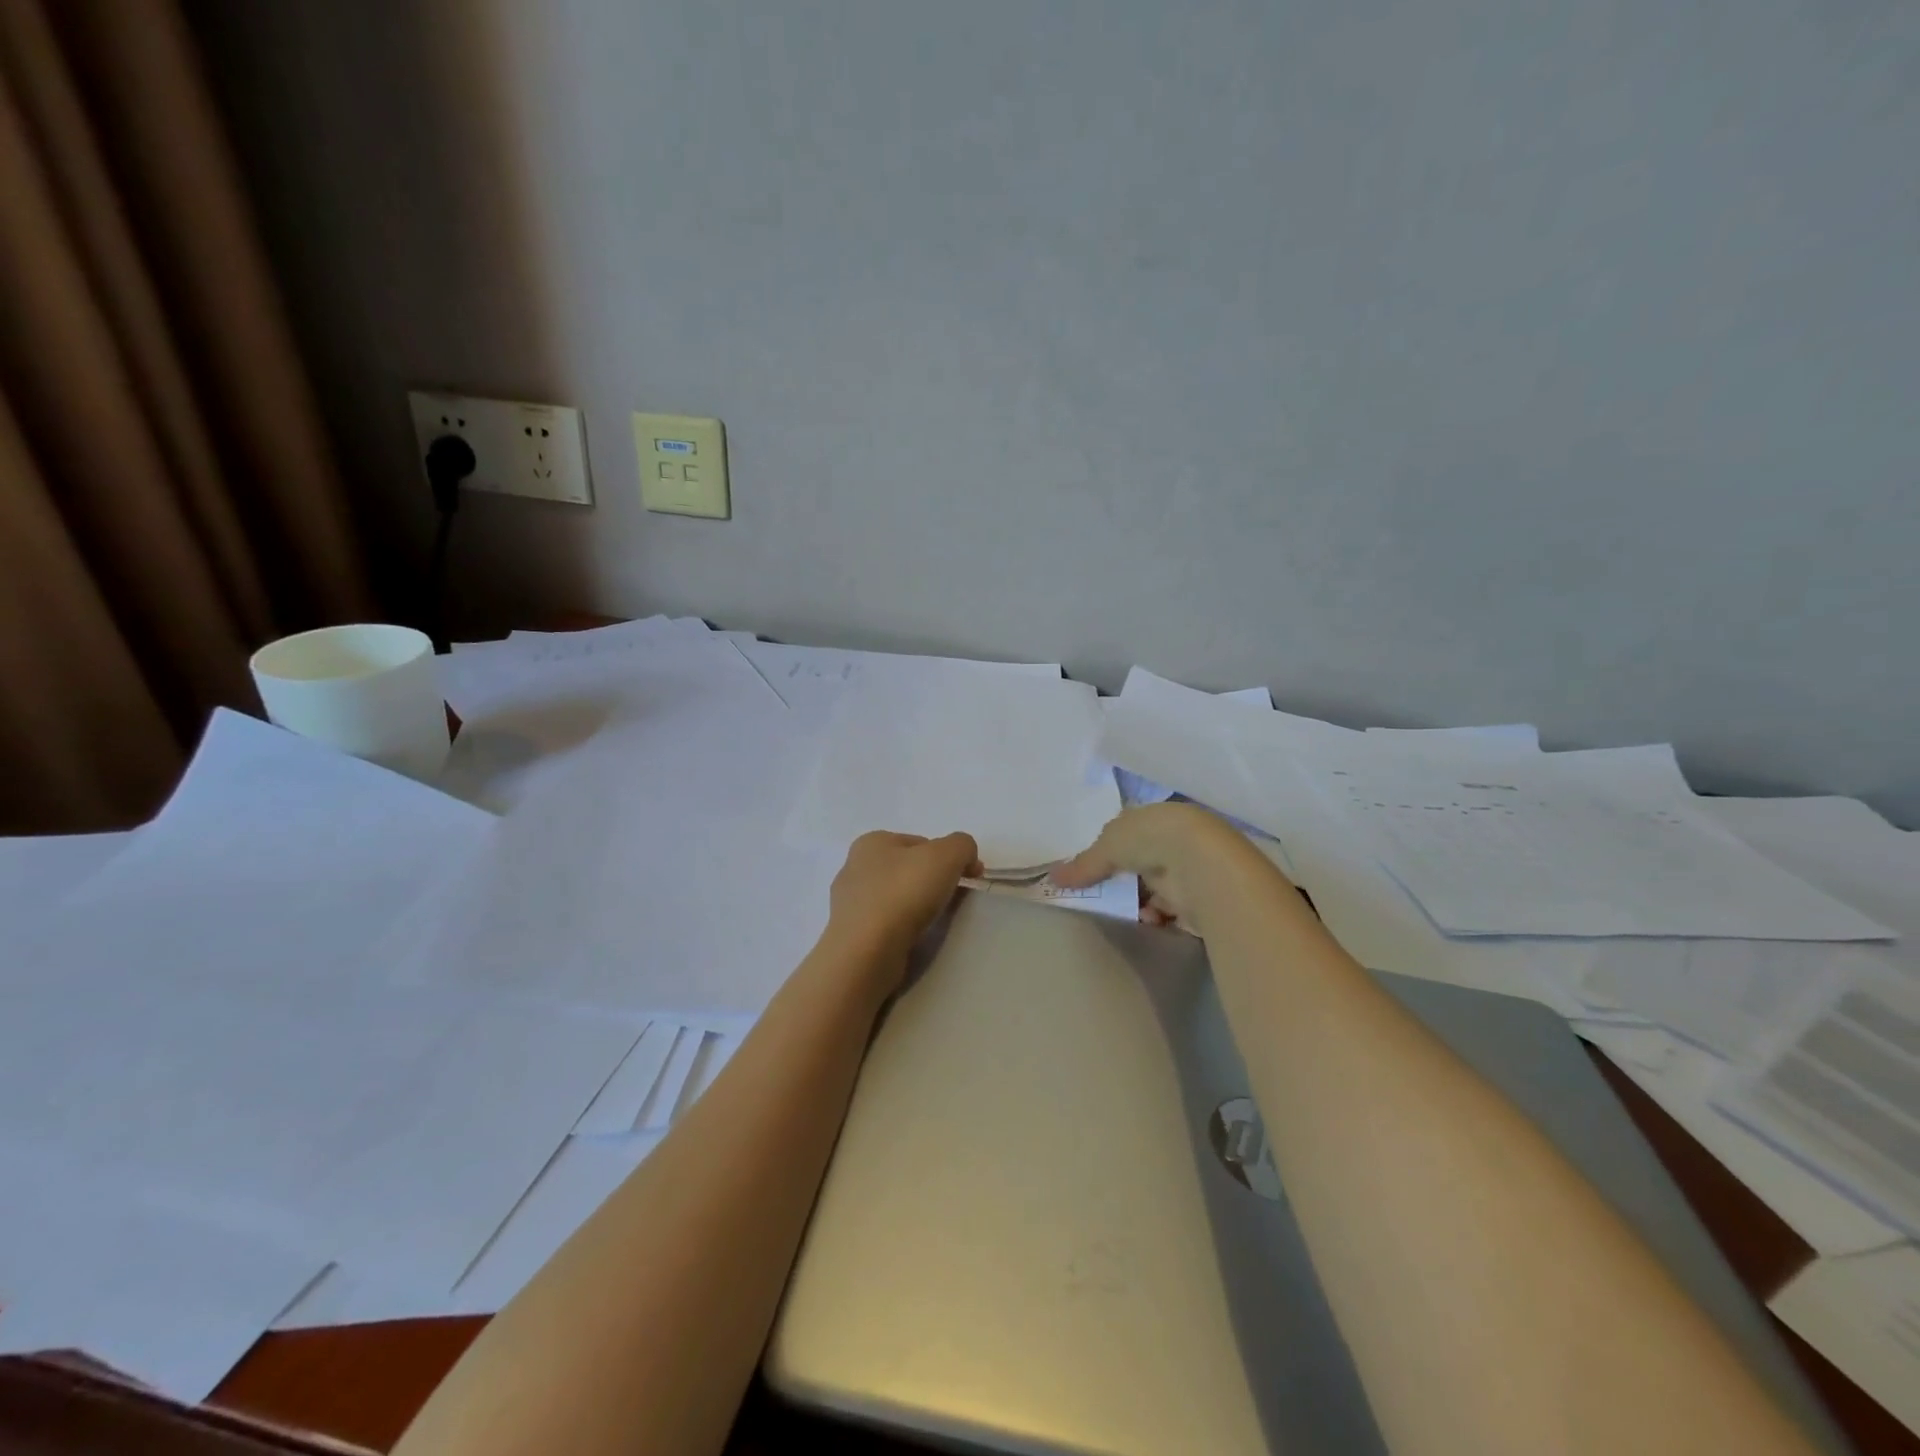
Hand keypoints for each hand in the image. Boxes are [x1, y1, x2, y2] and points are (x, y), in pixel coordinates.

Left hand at [827, 830, 980, 961]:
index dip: (949, 857)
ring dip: (916, 906)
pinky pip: (885, 923)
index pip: (921, 843)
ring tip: (932, 923)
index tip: (967, 878)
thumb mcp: (947, 855)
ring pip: (895, 897)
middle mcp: (855, 867)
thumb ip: (962, 846)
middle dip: (932, 881)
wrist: (867, 952)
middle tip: (952, 900)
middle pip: (907, 869)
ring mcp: (849, 903)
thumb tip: (966, 860)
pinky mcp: (851, 934)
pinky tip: (911, 938)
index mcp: (872, 841)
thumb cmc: (904, 892)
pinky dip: (901, 928)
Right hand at [1051, 803, 1284, 934]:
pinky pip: (1172, 910)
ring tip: (1127, 911)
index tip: (1094, 868)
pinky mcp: (1199, 897)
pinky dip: (1158, 916)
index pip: (1130, 831)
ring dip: (1141, 900)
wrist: (1200, 863)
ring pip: (1157, 887)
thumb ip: (1083, 864)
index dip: (1111, 848)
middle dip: (1125, 879)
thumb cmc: (1150, 839)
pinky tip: (1149, 920)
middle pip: (1142, 861)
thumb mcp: (1107, 846)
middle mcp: (1174, 839)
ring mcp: (1189, 868)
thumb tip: (1053, 877)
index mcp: (1154, 817)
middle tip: (1104, 894)